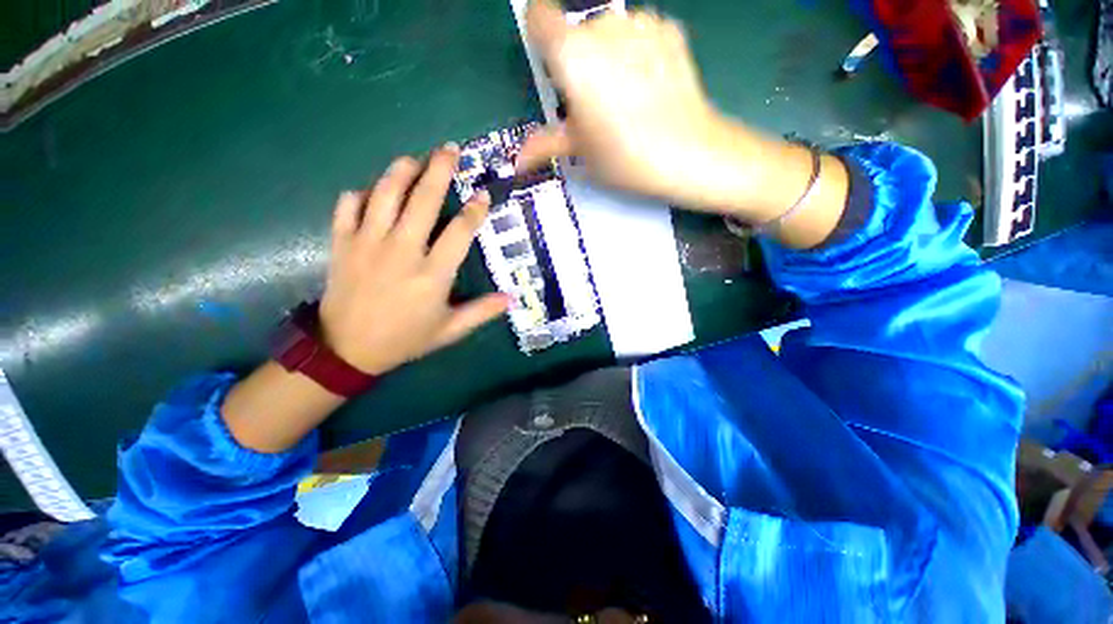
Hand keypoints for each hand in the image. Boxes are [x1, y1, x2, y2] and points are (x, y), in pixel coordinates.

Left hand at [318, 144, 509, 374]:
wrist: (347, 350)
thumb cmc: (405, 339)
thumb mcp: (450, 330)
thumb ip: (481, 312)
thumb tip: (511, 299)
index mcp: (432, 274)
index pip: (459, 232)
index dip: (474, 210)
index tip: (482, 194)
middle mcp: (402, 251)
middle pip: (423, 200)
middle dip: (439, 171)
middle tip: (450, 150)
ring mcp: (368, 243)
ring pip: (385, 194)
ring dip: (401, 171)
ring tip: (414, 159)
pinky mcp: (342, 243)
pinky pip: (348, 207)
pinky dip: (359, 194)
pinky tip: (371, 193)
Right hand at [516, 0, 767, 215]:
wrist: (687, 153)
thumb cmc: (624, 156)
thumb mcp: (580, 151)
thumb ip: (545, 144)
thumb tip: (518, 162)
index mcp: (571, 55)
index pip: (538, 15)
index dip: (539, 36)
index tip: (551, 66)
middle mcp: (602, 26)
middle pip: (577, 31)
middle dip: (578, 60)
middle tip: (593, 103)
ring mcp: (641, 23)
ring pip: (610, 32)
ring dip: (609, 55)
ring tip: (625, 98)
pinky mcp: (670, 29)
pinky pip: (641, 34)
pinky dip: (638, 53)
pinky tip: (650, 86)